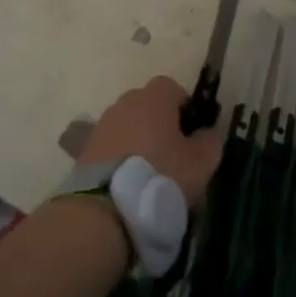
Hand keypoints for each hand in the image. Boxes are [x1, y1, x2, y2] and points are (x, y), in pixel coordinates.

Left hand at [76, 76, 222, 209]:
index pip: (171, 87)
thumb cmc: (161, 176)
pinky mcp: (85, 149)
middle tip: (173, 153)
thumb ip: (210, 141)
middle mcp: (125, 103)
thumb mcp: (201, 162)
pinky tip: (129, 182)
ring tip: (149, 172)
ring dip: (138, 140)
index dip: (184, 106)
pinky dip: (120, 157)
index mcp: (153, 98)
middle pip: (147, 105)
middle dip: (160, 123)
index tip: (191, 132)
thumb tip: (210, 132)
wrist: (105, 209)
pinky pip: (111, 145)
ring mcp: (102, 125)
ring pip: (128, 125)